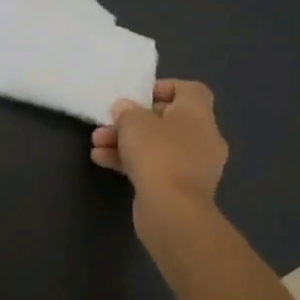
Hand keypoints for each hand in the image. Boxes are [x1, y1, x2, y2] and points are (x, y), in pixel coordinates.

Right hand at [90, 79, 227, 236]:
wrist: (173, 211)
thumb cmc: (158, 153)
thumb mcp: (133, 121)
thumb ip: (127, 111)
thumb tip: (125, 110)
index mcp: (198, 114)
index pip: (191, 91)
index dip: (165, 88)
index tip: (140, 96)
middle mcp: (202, 138)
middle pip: (168, 120)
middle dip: (134, 121)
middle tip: (110, 122)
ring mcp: (194, 166)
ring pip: (157, 145)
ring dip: (126, 142)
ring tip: (97, 144)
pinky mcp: (181, 189)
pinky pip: (155, 167)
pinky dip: (132, 163)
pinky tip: (102, 161)